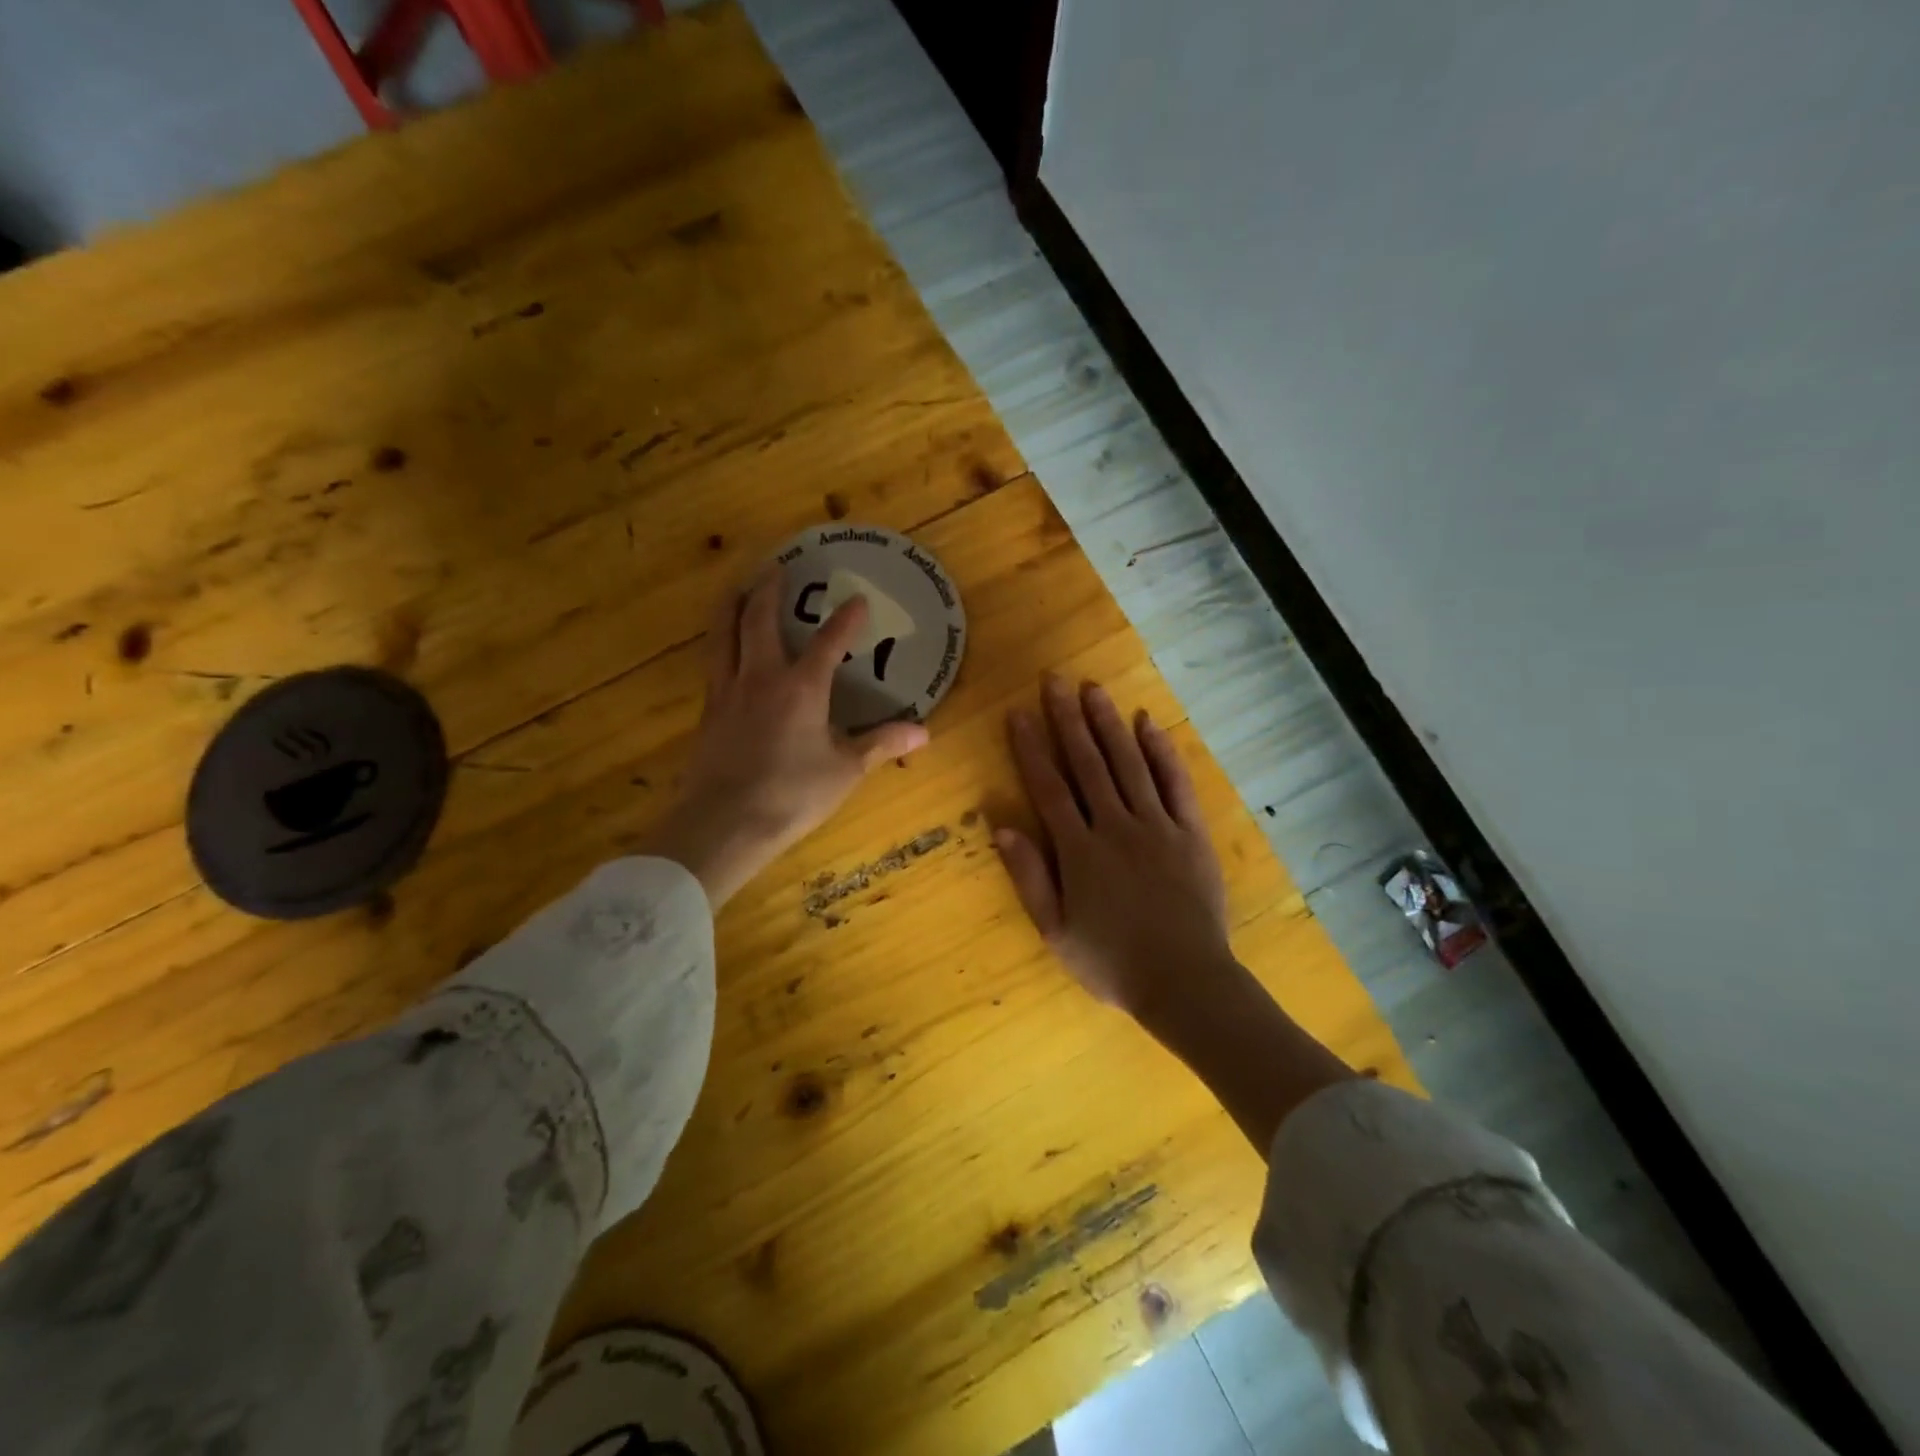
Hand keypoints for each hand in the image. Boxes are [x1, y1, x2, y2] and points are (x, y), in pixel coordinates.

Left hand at [641, 573, 929, 906]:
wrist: (724, 822)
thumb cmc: (792, 794)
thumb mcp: (845, 770)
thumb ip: (881, 744)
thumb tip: (924, 732)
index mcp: (801, 687)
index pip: (828, 642)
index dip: (846, 619)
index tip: (858, 600)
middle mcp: (761, 677)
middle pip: (758, 620)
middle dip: (770, 590)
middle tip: (777, 567)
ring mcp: (727, 692)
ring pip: (723, 634)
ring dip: (731, 606)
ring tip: (737, 588)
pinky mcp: (707, 711)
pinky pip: (713, 663)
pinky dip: (720, 642)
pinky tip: (723, 648)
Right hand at [994, 676, 1234, 1024]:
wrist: (1185, 982)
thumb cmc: (1111, 962)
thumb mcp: (1055, 930)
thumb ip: (1029, 876)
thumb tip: (1001, 826)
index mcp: (1078, 850)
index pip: (1049, 787)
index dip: (1031, 748)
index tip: (1019, 713)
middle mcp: (1115, 825)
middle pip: (1087, 763)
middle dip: (1067, 719)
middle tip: (1054, 680)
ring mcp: (1156, 825)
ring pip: (1128, 763)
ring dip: (1108, 723)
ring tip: (1093, 689)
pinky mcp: (1190, 832)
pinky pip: (1175, 783)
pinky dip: (1162, 751)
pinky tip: (1148, 724)